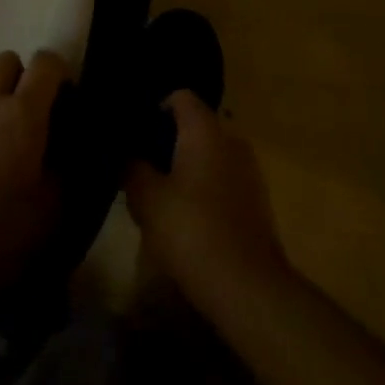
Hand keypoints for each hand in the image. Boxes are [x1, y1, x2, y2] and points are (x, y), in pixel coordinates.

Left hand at [0, 49, 70, 292]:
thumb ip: (68, 165)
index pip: (46, 62)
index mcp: (24, 112)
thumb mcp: (56, 204)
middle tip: (36, 113)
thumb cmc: (6, 232)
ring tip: (9, 142)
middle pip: (7, 60)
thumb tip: (70, 146)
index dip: (61, 72)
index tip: (68, 99)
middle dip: (24, 76)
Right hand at [124, 91, 289, 311]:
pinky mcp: (256, 200)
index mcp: (206, 130)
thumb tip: (128, 155)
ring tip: (160, 196)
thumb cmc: (192, 231)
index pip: (180, 97)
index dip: (154, 110)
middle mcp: (231, 140)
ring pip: (209, 154)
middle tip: (140, 167)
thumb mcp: (146, 199)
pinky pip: (222, 179)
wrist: (247, 287)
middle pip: (194, 126)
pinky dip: (203, 189)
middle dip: (167, 142)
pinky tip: (186, 219)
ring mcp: (249, 170)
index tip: (135, 135)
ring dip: (185, 168)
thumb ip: (132, 168)